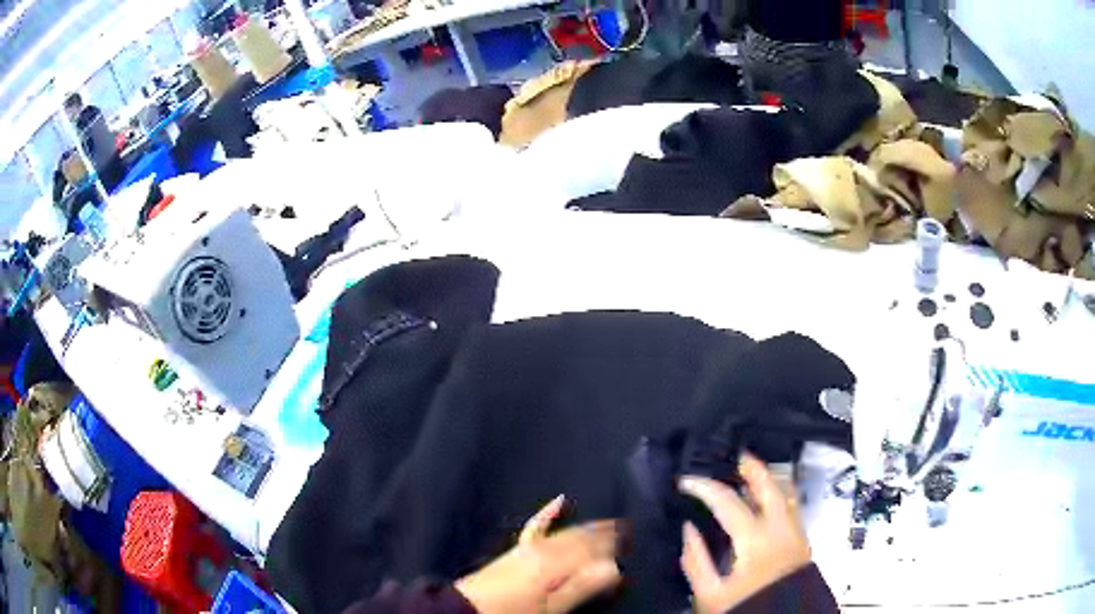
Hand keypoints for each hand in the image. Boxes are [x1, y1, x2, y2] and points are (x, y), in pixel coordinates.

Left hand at [455, 495, 620, 613]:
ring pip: (566, 532)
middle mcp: (546, 549)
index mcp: (556, 563)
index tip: (631, 543)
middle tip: (626, 530)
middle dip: (604, 535)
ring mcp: (530, 546)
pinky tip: (560, 500)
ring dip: (588, 527)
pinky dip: (550, 513)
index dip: (612, 547)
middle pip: (581, 538)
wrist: (470, 607)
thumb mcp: (552, 605)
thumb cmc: (515, 611)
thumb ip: (581, 586)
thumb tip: (613, 567)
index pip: (592, 549)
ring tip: (607, 523)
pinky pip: (537, 526)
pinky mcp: (518, 549)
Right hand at [679, 454, 811, 613]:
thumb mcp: (710, 594)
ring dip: (768, 478)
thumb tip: (688, 529)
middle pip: (769, 484)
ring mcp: (796, 533)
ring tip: (751, 472)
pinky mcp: (803, 541)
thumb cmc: (747, 607)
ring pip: (787, 492)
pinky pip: (793, 505)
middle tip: (732, 456)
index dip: (704, 487)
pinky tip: (767, 499)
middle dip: (750, 465)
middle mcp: (781, 529)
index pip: (728, 501)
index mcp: (756, 541)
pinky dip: (779, 494)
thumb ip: (696, 561)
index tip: (686, 482)